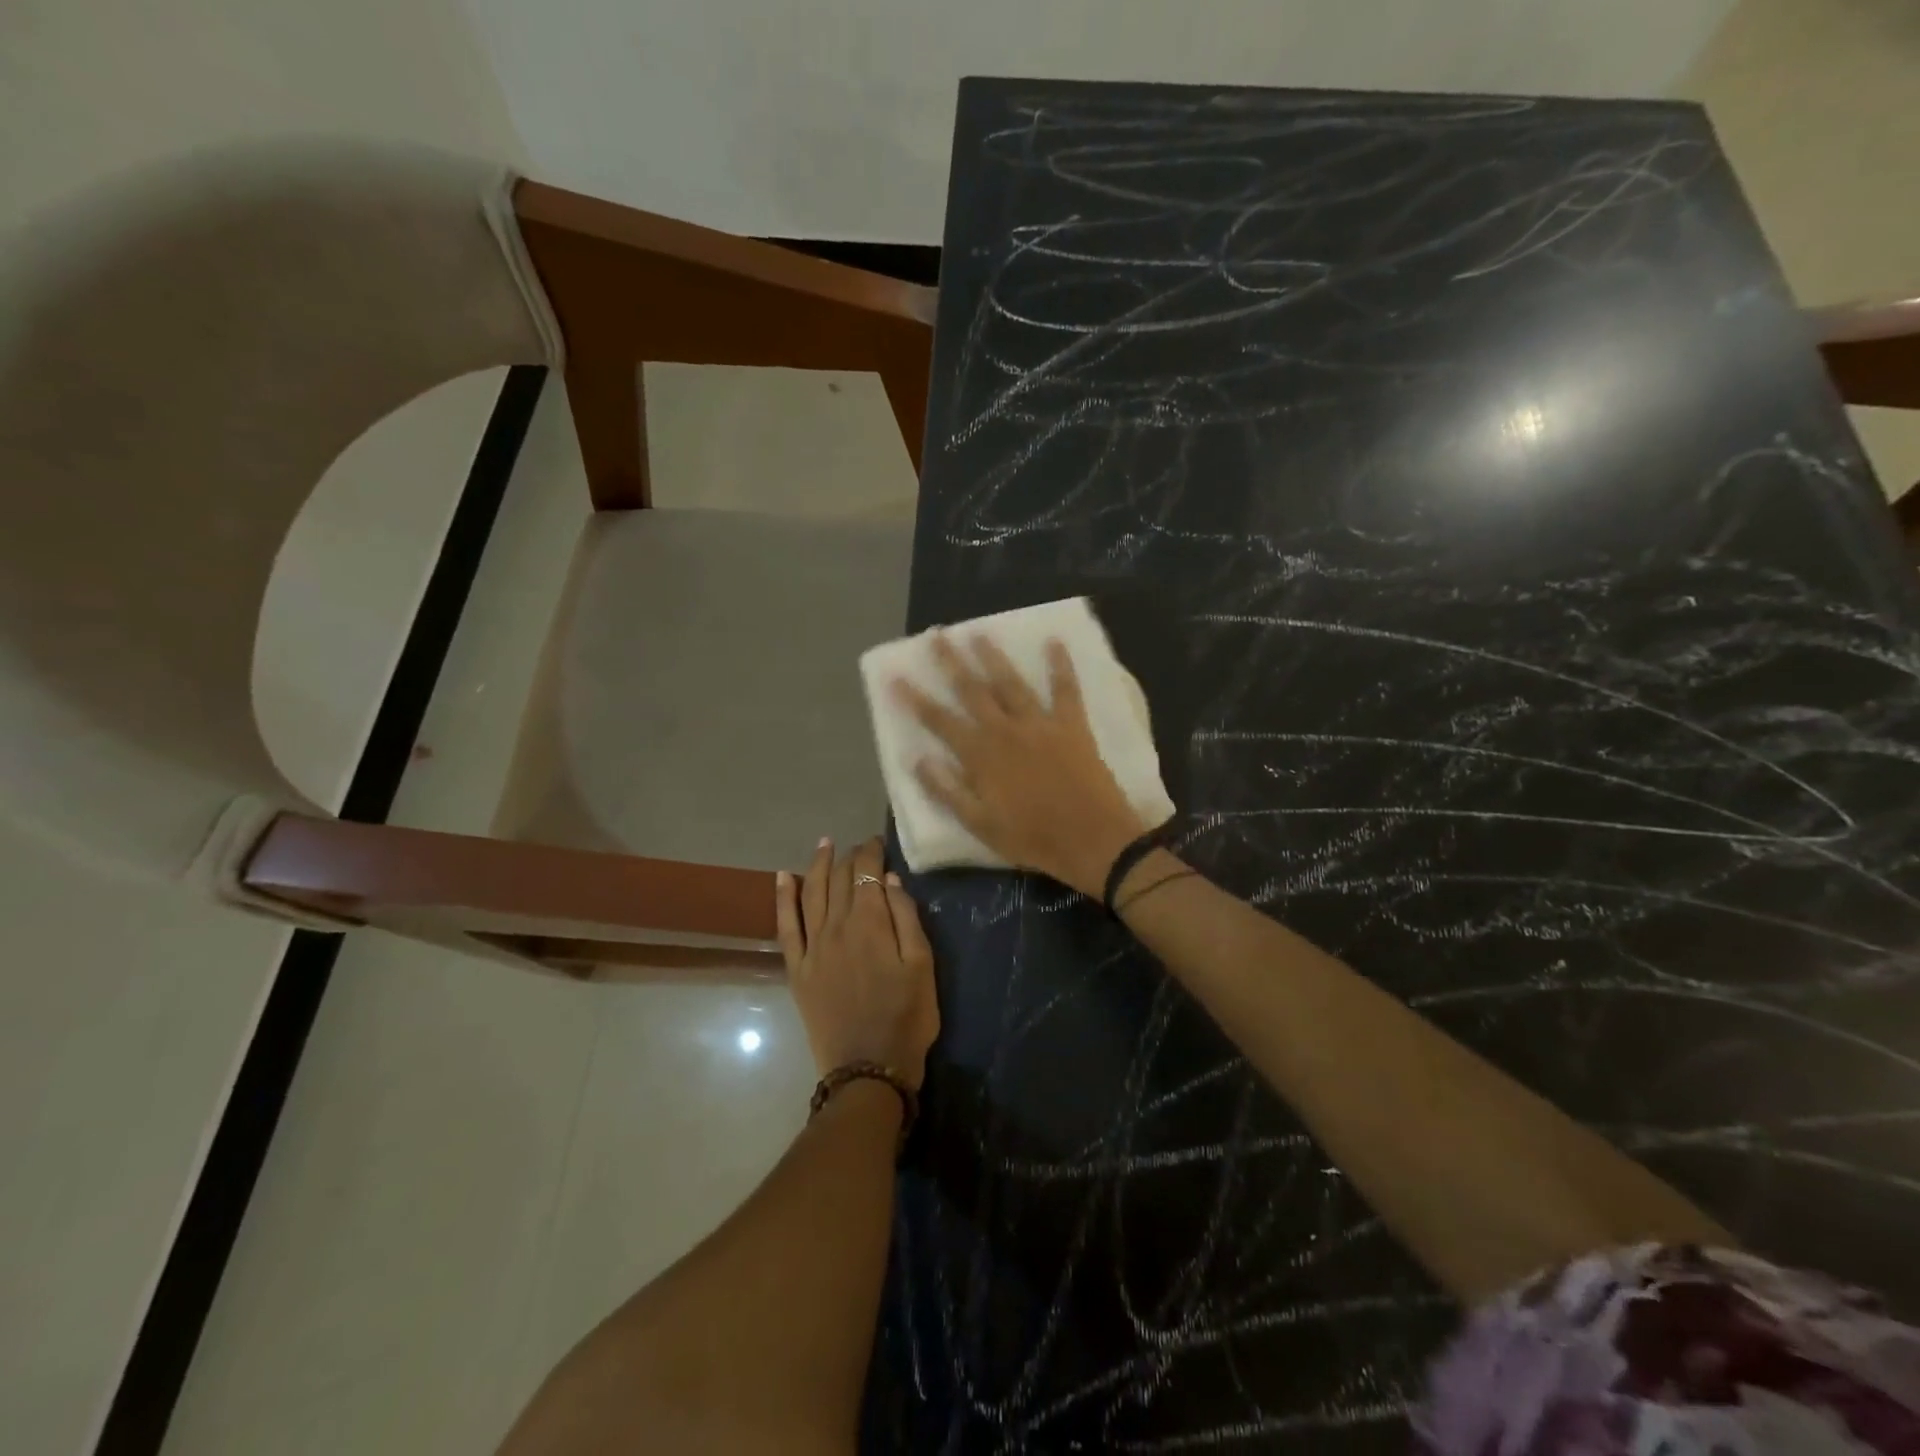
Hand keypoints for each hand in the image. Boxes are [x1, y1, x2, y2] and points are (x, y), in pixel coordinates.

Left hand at [776, 836, 939, 1090]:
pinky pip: (785, 926)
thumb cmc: (906, 1018)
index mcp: (870, 923)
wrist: (868, 1070)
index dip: (872, 852)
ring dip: (817, 865)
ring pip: (810, 893)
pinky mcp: (797, 969)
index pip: (866, 873)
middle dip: (849, 857)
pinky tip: (782, 878)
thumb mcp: (923, 966)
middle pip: (839, 879)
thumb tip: (889, 880)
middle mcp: (836, 927)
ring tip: (824, 844)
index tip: (879, 842)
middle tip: (859, 847)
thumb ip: (906, 918)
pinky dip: (782, 899)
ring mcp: (812, 948)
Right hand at [893, 633, 1154, 897]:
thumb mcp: (981, 826)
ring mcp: (1041, 724)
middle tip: (936, 636)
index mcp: (981, 757)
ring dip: (993, 656)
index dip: (915, 699)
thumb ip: (948, 791)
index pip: (940, 721)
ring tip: (978, 633)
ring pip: (1011, 682)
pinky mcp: (1073, 725)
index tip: (896, 676)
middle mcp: (1006, 731)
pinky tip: (1055, 641)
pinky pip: (1066, 689)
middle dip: (951, 662)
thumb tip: (917, 760)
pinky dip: (1060, 665)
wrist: (1094, 841)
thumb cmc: (1034, 839)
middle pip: (973, 690)